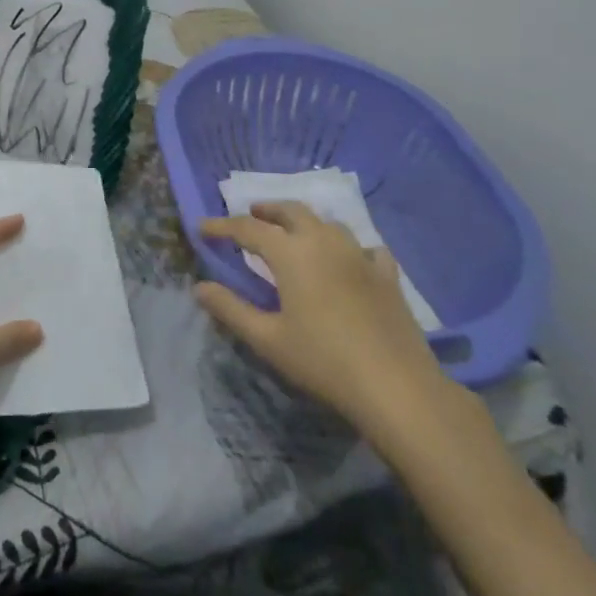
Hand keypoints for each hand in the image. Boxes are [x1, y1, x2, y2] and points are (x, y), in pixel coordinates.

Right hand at [198, 202, 454, 446]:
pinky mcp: (386, 275)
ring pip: (328, 223)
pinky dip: (349, 247)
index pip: (247, 228)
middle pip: (291, 211)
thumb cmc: (323, 361)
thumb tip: (199, 287)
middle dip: (267, 210)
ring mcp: (359, 255)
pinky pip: (365, 247)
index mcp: (291, 253)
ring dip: (305, 222)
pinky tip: (349, 259)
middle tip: (251, 216)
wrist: (396, 386)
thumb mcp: (268, 339)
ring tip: (294, 234)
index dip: (222, 226)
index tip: (202, 228)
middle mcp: (324, 242)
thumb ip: (231, 309)